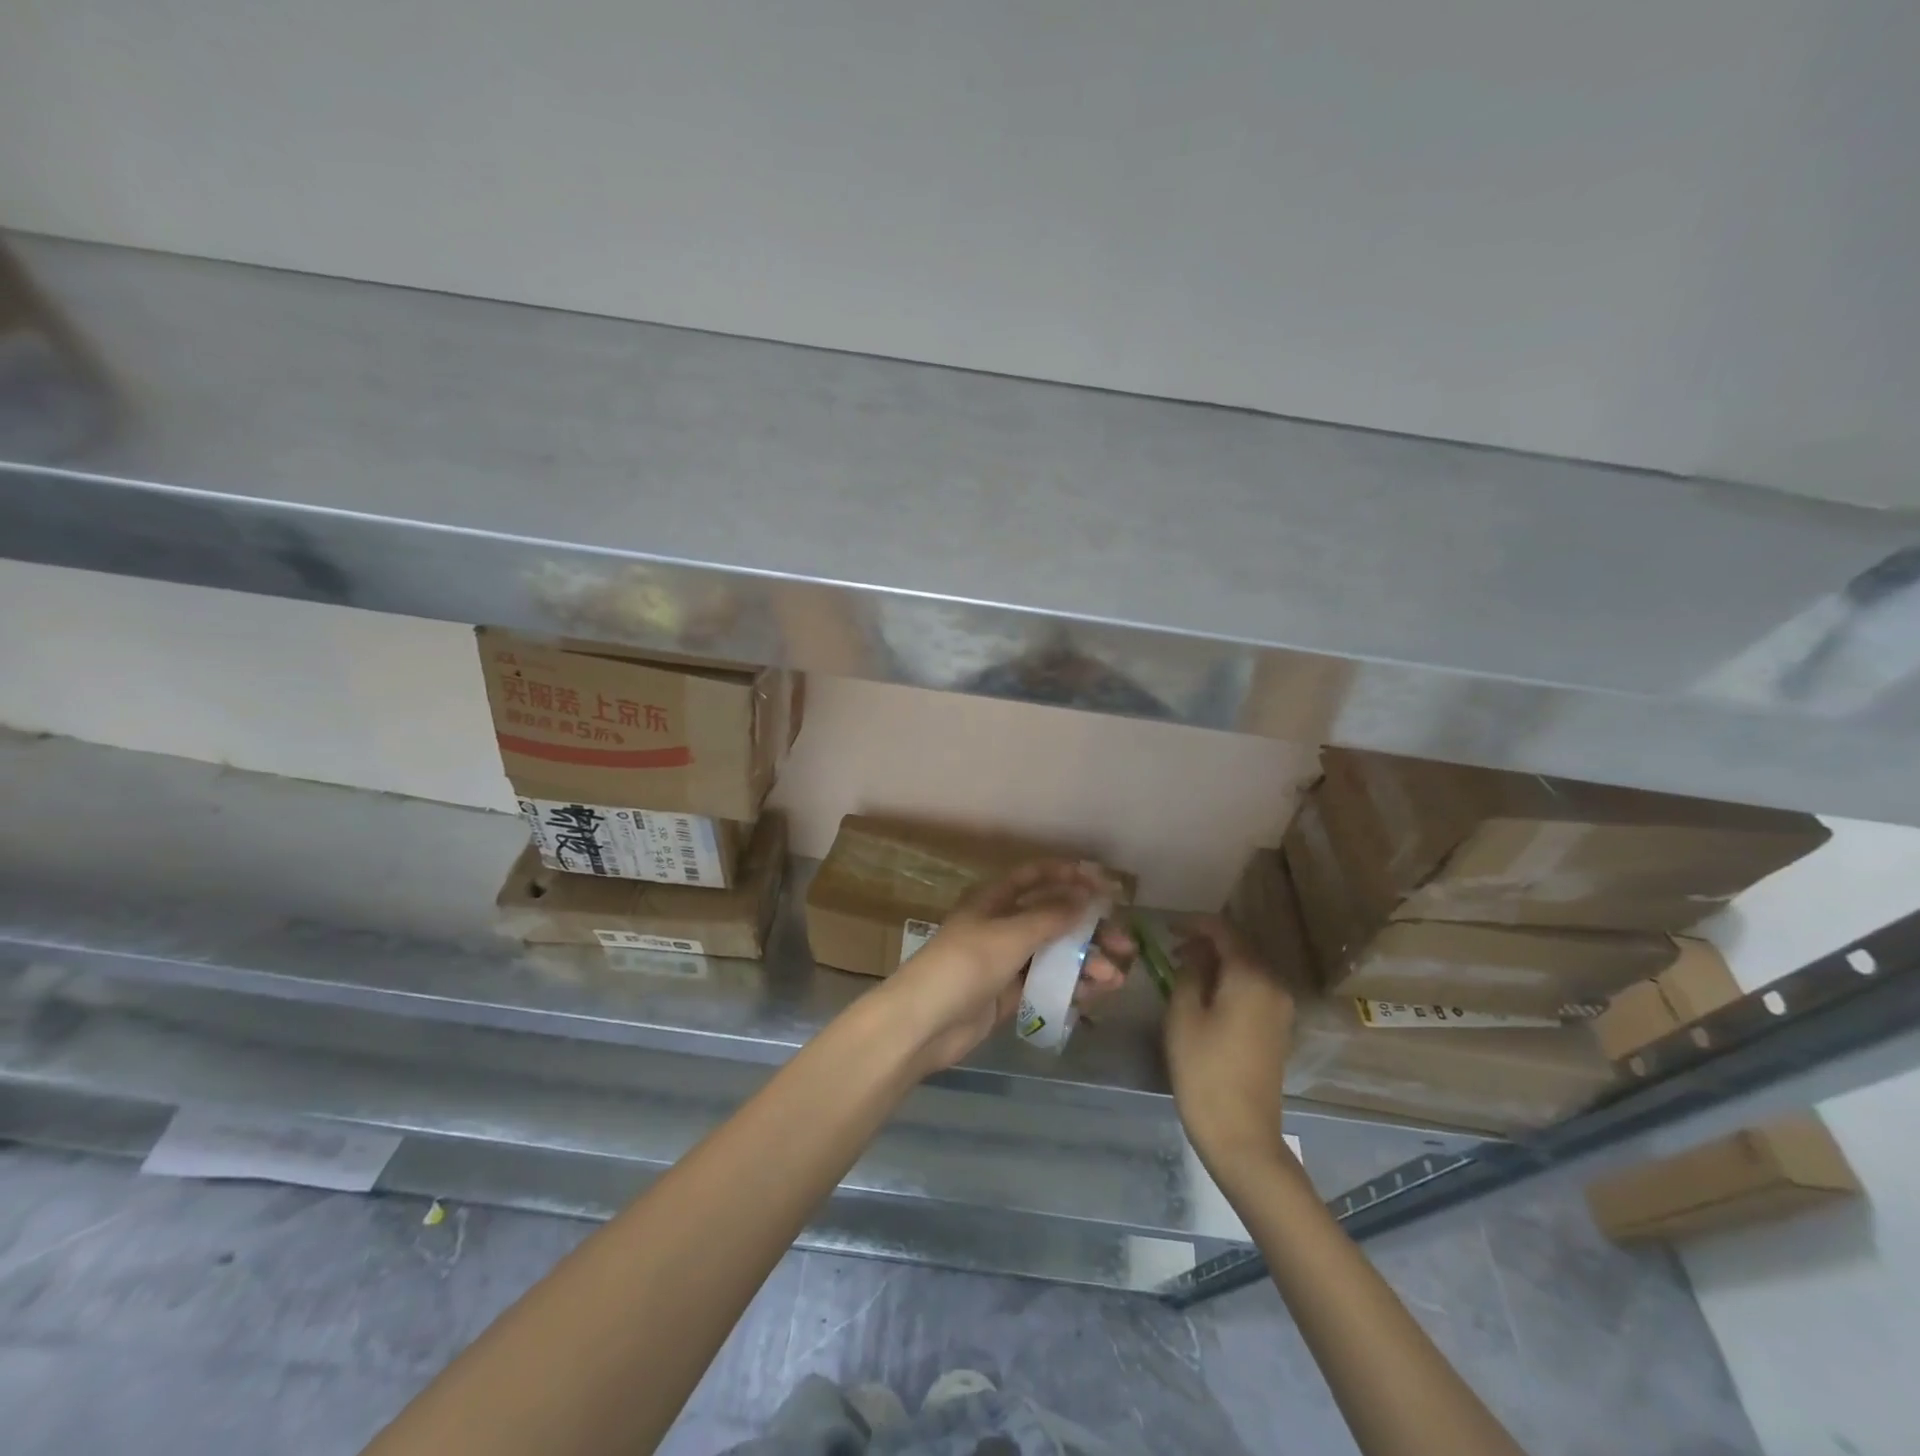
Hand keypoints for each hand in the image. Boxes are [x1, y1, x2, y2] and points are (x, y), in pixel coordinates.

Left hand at [877, 860, 1133, 1076]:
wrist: (922, 1024)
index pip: (1036, 877)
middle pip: (1054, 917)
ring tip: (1115, 978)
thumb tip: (1088, 897)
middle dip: (1090, 928)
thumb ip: (1051, 916)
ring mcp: (1006, 961)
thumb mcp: (1009, 935)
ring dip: (1087, 962)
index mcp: (995, 900)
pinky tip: (1096, 994)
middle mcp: (1002, 925)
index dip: (1070, 876)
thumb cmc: (963, 966)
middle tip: (1124, 944)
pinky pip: (1048, 983)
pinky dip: (1072, 986)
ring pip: (1055, 953)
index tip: (1106, 886)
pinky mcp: (1010, 994)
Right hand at [1164, 916, 1295, 1177]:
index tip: (1166, 927)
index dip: (1193, 923)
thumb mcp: (1183, 1014)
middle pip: (1238, 948)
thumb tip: (1193, 952)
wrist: (1241, 1134)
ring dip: (1216, 964)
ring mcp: (1279, 1009)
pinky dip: (1228, 983)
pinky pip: (1252, 990)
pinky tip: (1204, 995)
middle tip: (1169, 949)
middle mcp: (1273, 985)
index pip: (1223, 930)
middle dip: (1205, 943)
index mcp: (1251, 976)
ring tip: (1181, 971)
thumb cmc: (1204, 1069)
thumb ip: (1188, 973)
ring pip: (1245, 969)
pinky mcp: (1277, 1029)